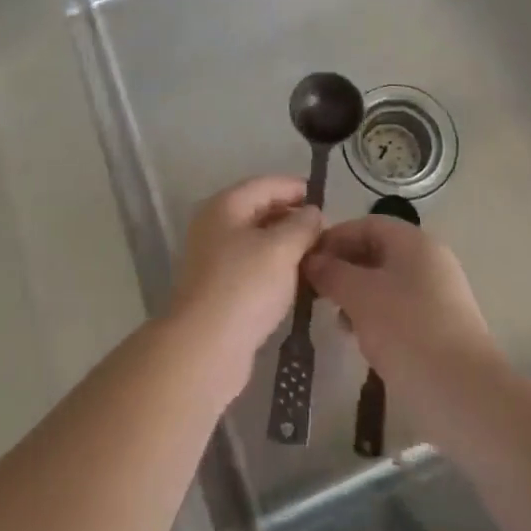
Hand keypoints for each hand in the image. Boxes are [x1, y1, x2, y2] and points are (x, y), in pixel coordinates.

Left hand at [168, 175, 322, 402]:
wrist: (206, 346)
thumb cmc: (245, 286)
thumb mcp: (282, 249)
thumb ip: (302, 225)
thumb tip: (312, 212)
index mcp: (225, 205)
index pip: (265, 184)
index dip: (295, 188)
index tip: (324, 199)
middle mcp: (215, 225)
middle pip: (259, 210)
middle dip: (292, 217)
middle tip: (324, 231)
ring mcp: (214, 257)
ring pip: (256, 240)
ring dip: (285, 244)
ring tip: (316, 255)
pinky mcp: (219, 287)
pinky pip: (252, 266)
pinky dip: (275, 267)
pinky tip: (297, 281)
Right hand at [303, 215, 503, 434]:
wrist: (465, 395)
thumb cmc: (407, 331)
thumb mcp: (359, 296)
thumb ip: (332, 272)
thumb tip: (312, 260)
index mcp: (414, 242)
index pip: (365, 224)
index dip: (333, 238)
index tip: (305, 261)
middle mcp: (430, 260)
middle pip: (377, 252)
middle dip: (343, 269)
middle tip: (316, 292)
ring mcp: (440, 295)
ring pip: (387, 283)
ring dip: (357, 296)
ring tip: (336, 321)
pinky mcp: (443, 327)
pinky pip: (401, 309)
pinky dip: (377, 317)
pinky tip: (362, 341)